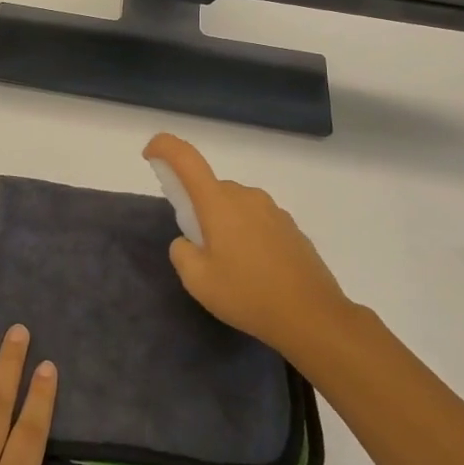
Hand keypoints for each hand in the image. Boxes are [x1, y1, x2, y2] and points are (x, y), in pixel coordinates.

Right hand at [144, 132, 363, 361]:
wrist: (313, 316)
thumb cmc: (248, 295)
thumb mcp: (197, 280)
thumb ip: (181, 252)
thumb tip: (189, 241)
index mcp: (218, 202)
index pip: (186, 158)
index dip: (164, 148)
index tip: (150, 156)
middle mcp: (246, 196)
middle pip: (210, 188)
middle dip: (197, 208)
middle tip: (197, 247)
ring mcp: (273, 210)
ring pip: (234, 205)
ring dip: (223, 223)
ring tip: (229, 265)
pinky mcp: (291, 227)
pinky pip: (256, 220)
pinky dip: (246, 234)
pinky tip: (254, 270)